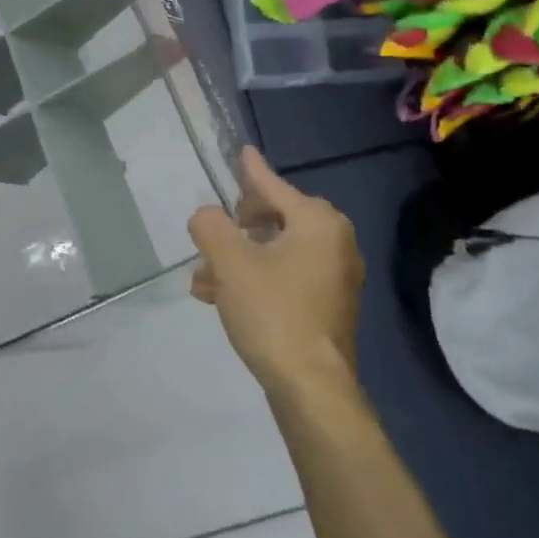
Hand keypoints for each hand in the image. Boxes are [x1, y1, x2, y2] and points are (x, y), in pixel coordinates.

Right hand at [189, 148, 364, 396]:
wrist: (310, 385)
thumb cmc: (272, 312)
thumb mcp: (229, 262)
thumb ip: (211, 226)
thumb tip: (206, 216)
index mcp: (317, 223)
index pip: (274, 187)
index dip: (251, 172)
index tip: (242, 152)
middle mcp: (334, 242)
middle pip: (275, 218)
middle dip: (235, 230)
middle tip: (211, 239)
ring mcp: (335, 276)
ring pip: (275, 252)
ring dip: (238, 259)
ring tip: (204, 279)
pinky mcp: (328, 304)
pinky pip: (286, 276)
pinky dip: (256, 278)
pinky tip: (222, 297)